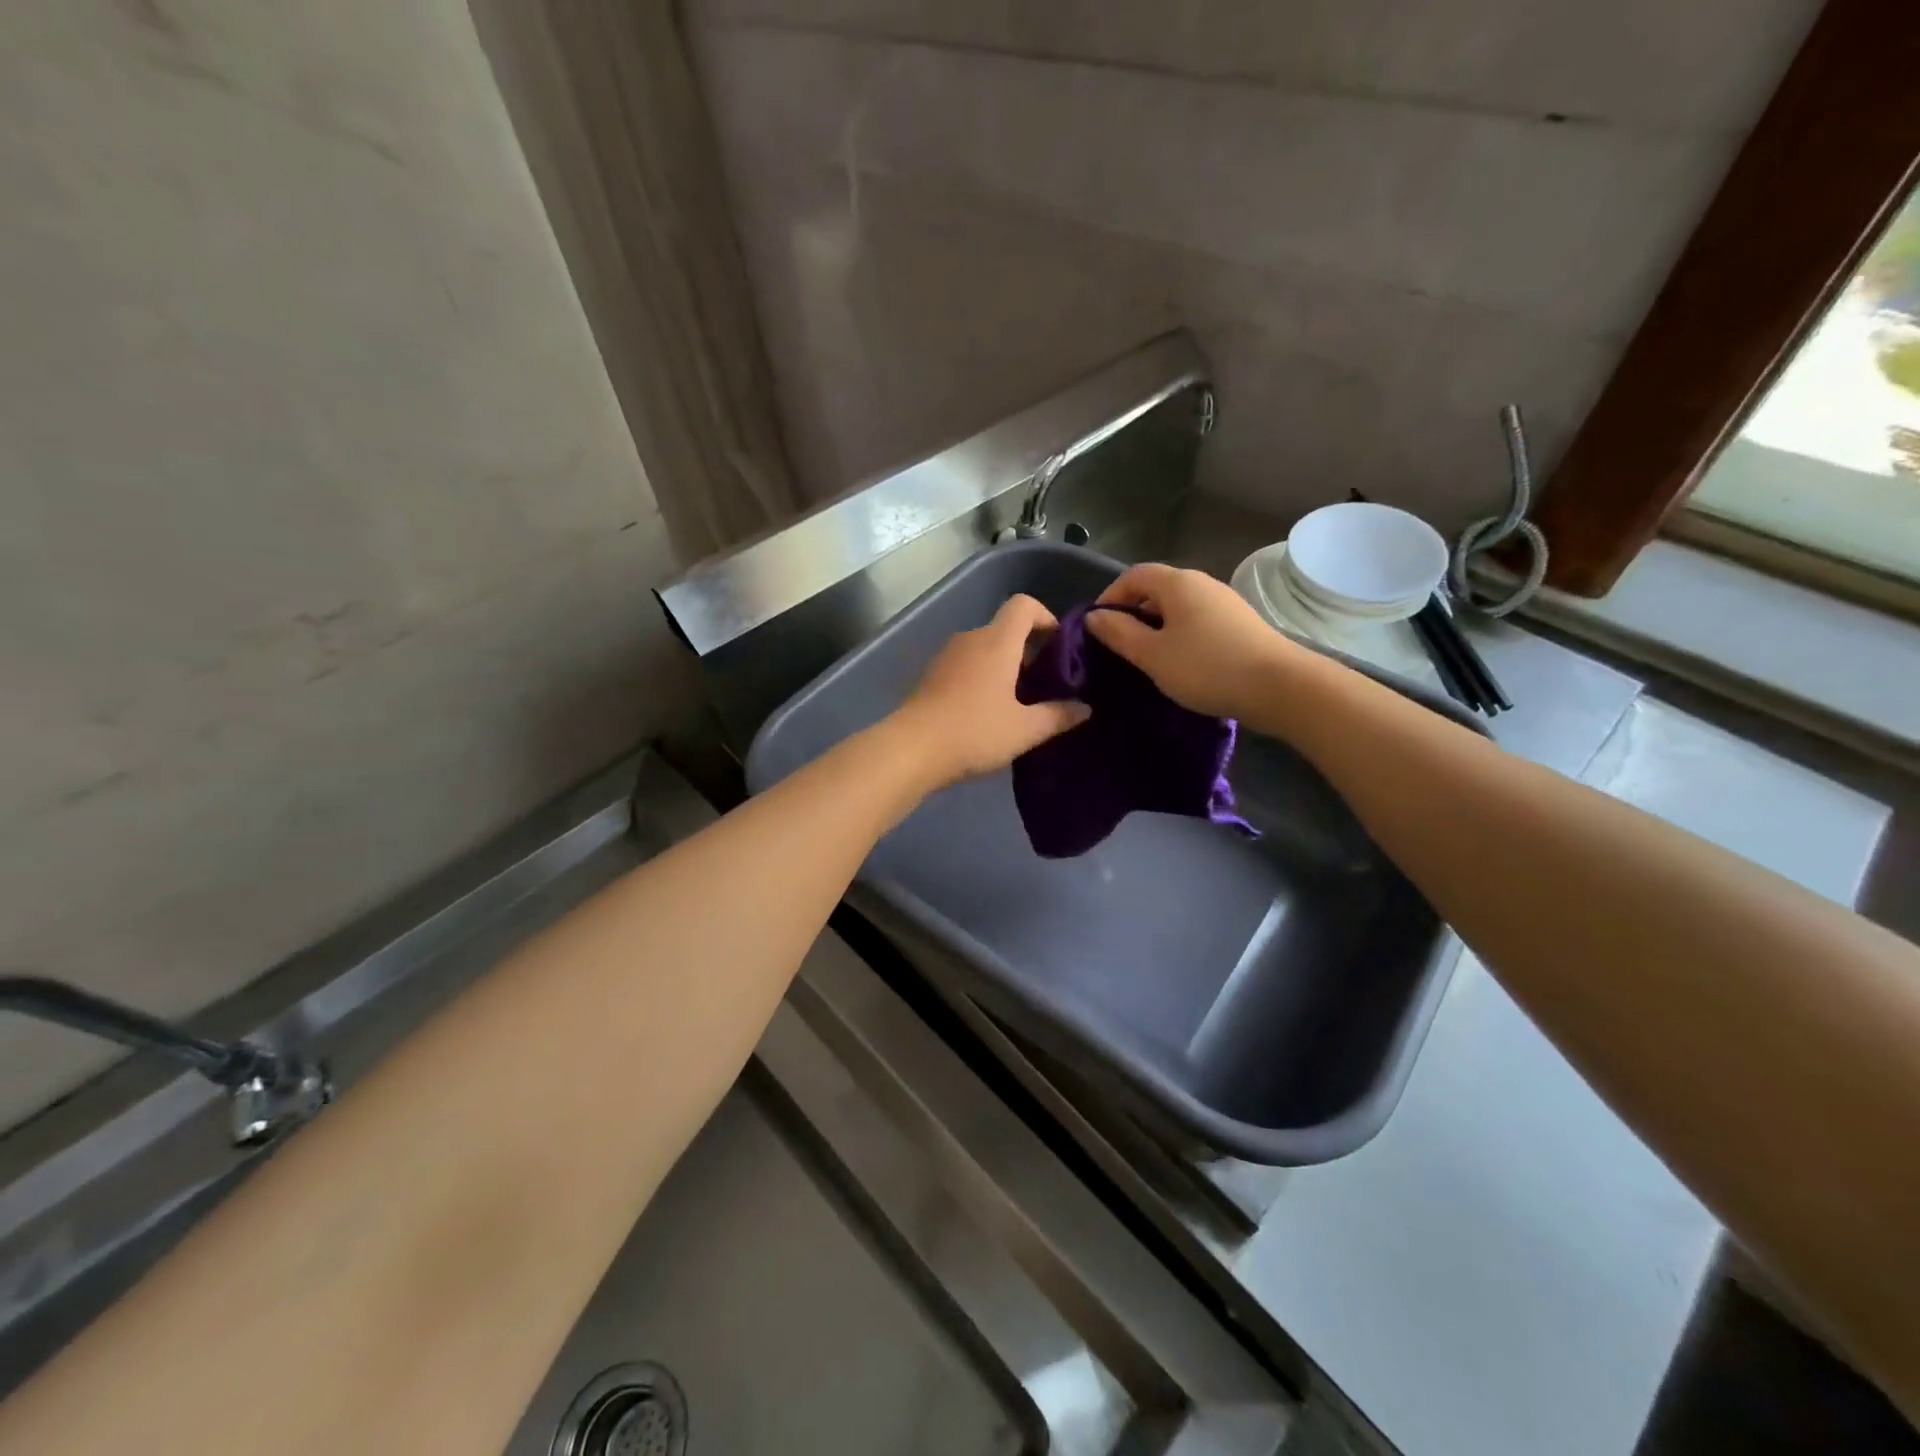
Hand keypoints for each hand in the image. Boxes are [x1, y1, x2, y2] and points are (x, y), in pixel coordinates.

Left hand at [890, 594, 1090, 787]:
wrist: (911, 749)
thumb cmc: (974, 732)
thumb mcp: (1024, 730)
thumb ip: (1058, 716)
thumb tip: (1085, 708)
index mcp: (997, 641)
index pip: (1024, 605)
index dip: (1046, 617)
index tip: (1060, 646)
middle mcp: (971, 638)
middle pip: (1006, 628)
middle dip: (1030, 649)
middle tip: (1047, 683)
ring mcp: (947, 655)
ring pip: (985, 648)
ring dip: (1006, 665)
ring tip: (1020, 701)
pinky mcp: (932, 675)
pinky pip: (967, 664)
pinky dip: (983, 676)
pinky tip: (989, 710)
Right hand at [1087, 563, 1298, 719]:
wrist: (1280, 686)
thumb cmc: (1207, 667)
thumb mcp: (1153, 655)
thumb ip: (1119, 633)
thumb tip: (1094, 617)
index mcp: (1177, 583)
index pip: (1134, 575)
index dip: (1110, 596)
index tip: (1097, 627)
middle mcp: (1202, 583)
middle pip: (1157, 589)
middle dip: (1132, 612)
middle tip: (1118, 645)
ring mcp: (1224, 602)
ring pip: (1178, 607)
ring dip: (1156, 626)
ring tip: (1146, 658)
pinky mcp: (1239, 624)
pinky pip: (1197, 621)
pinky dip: (1179, 635)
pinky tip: (1179, 662)